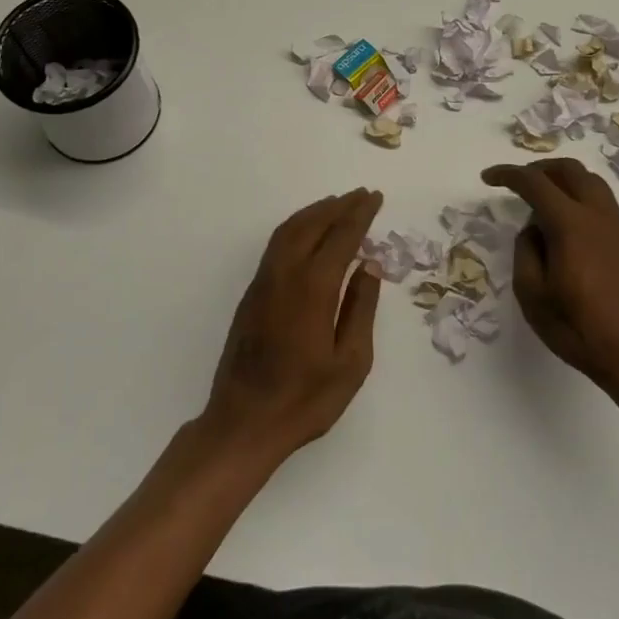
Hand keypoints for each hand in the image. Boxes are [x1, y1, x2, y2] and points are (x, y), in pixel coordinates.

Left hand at [199, 189, 384, 465]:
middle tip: (362, 195)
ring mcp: (263, 282)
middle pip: (312, 225)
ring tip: (338, 204)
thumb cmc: (305, 400)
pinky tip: (308, 232)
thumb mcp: (351, 362)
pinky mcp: (252, 294)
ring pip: (289, 230)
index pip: (340, 238)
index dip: (359, 215)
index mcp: (312, 289)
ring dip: (315, 212)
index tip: (375, 198)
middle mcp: (284, 275)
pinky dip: (297, 227)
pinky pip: (277, 244)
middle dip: (339, 206)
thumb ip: (361, 308)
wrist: (244, 423)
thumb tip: (369, 267)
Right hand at [480, 160, 618, 393]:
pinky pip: (603, 202)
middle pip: (569, 170)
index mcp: (570, 224)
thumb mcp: (532, 294)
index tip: (488, 177)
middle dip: (539, 168)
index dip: (508, 175)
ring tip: (544, 200)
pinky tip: (569, 226)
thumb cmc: (577, 327)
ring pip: (591, 182)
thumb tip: (534, 230)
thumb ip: (525, 251)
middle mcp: (598, 215)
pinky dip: (581, 198)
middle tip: (518, 182)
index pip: (535, 182)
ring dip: (563, 180)